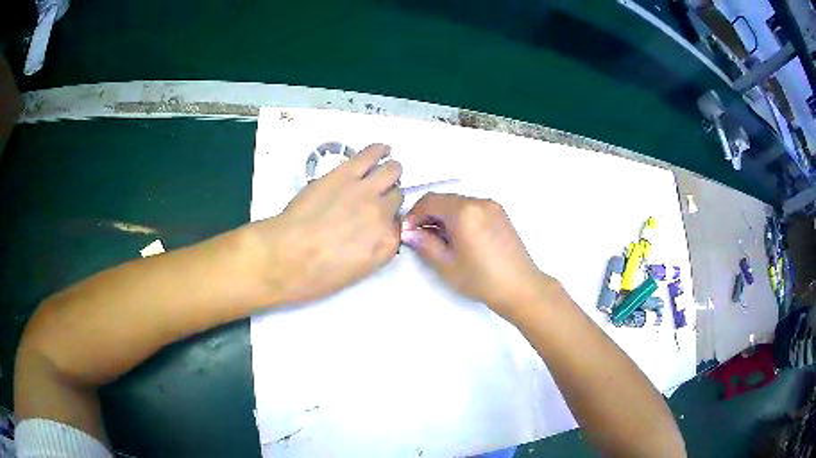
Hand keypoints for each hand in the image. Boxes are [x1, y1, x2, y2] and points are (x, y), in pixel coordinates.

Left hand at [253, 144, 402, 303]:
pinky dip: (379, 150)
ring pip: (392, 171)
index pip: (399, 224)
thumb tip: (373, 232)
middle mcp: (384, 214)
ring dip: (389, 172)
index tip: (377, 221)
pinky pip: (371, 154)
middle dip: (387, 197)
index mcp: (387, 244)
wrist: (287, 255)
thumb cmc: (316, 274)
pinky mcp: (347, 172)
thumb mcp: (357, 272)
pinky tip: (382, 149)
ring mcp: (367, 190)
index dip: (388, 221)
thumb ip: (374, 249)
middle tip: (372, 199)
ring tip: (382, 171)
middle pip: (396, 196)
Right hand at [401, 193, 555, 319]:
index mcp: (464, 211)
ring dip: (445, 216)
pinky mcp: (501, 214)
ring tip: (441, 240)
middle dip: (429, 215)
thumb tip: (409, 232)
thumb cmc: (481, 279)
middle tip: (421, 237)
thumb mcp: (446, 265)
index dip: (414, 214)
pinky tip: (460, 238)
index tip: (408, 232)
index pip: (430, 201)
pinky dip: (460, 217)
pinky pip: (473, 208)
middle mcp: (479, 202)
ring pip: (459, 203)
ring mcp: (492, 206)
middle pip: (445, 199)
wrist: (520, 287)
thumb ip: (425, 244)